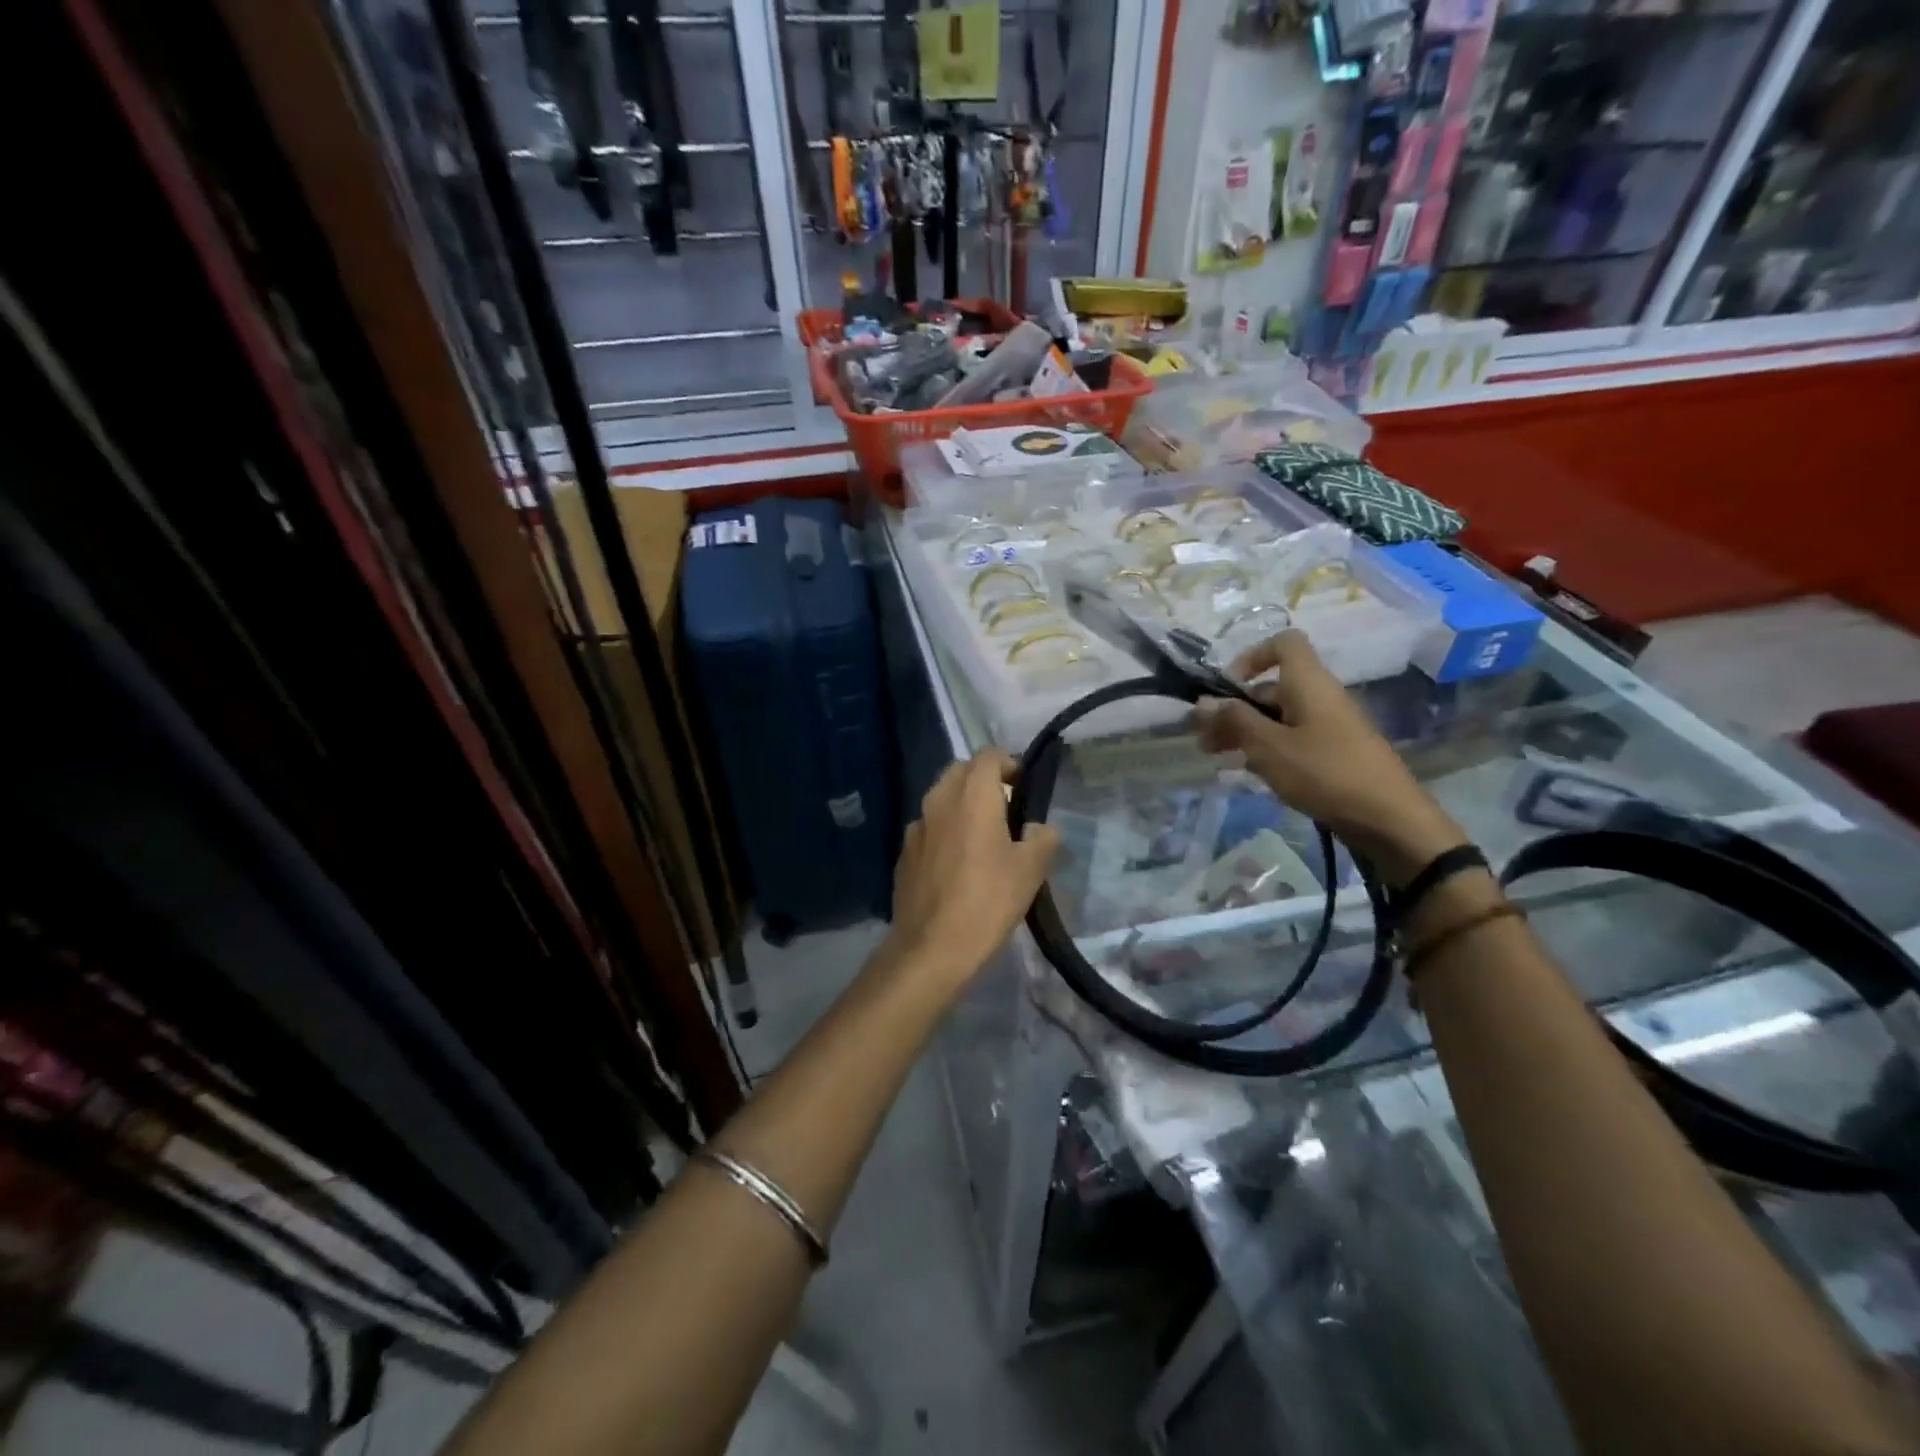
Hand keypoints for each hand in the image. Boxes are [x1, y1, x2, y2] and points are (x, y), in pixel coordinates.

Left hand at [888, 749, 1060, 989]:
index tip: (1025, 790)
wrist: (931, 948)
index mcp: (970, 795)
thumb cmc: (988, 901)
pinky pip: (929, 829)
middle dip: (985, 782)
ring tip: (985, 841)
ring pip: (942, 800)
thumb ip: (1042, 837)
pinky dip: (946, 833)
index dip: (1010, 765)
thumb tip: (1039, 828)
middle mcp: (938, 801)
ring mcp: (915, 827)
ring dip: (963, 808)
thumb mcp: (1031, 869)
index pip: (989, 755)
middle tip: (1008, 813)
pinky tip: (958, 867)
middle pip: (961, 772)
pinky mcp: (904, 854)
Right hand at [1193, 631, 1467, 885]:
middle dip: (1234, 709)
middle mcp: (1320, 696)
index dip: (1252, 657)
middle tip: (1203, 739)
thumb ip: (1234, 721)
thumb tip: (1202, 702)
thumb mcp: (1269, 746)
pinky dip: (1267, 748)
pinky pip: (1293, 739)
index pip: (1283, 644)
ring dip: (1245, 732)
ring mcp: (1329, 726)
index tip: (1227, 687)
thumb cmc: (1324, 772)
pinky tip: (1248, 772)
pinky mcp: (1334, 753)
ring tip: (1216, 758)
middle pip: (1272, 688)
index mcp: (1309, 682)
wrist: (1388, 819)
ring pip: (1279, 717)